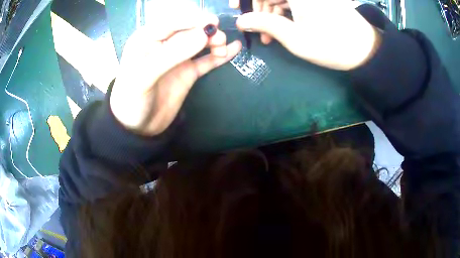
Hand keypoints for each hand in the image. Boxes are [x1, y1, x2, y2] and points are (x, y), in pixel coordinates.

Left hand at [110, 8, 241, 135]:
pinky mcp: (188, 72)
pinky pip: (206, 60)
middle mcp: (163, 44)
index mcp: (147, 39)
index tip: (212, 22)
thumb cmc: (131, 100)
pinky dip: (219, 55)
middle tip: (219, 39)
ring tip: (223, 47)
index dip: (192, 20)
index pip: (172, 23)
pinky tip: (234, 49)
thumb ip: (172, 54)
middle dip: (206, 31)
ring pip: (199, 43)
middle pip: (189, 30)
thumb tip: (203, 35)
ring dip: (214, 41)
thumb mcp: (145, 76)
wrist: (137, 128)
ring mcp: (177, 58)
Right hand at [233, 0, 380, 69]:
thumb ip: (265, 24)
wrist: (365, 49)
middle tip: (254, 28)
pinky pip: (291, 0)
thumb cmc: (331, 45)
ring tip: (269, 37)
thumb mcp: (295, 38)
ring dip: (270, 13)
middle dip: (258, 7)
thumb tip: (241, 20)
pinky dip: (283, 12)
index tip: (235, 7)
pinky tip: (282, 28)